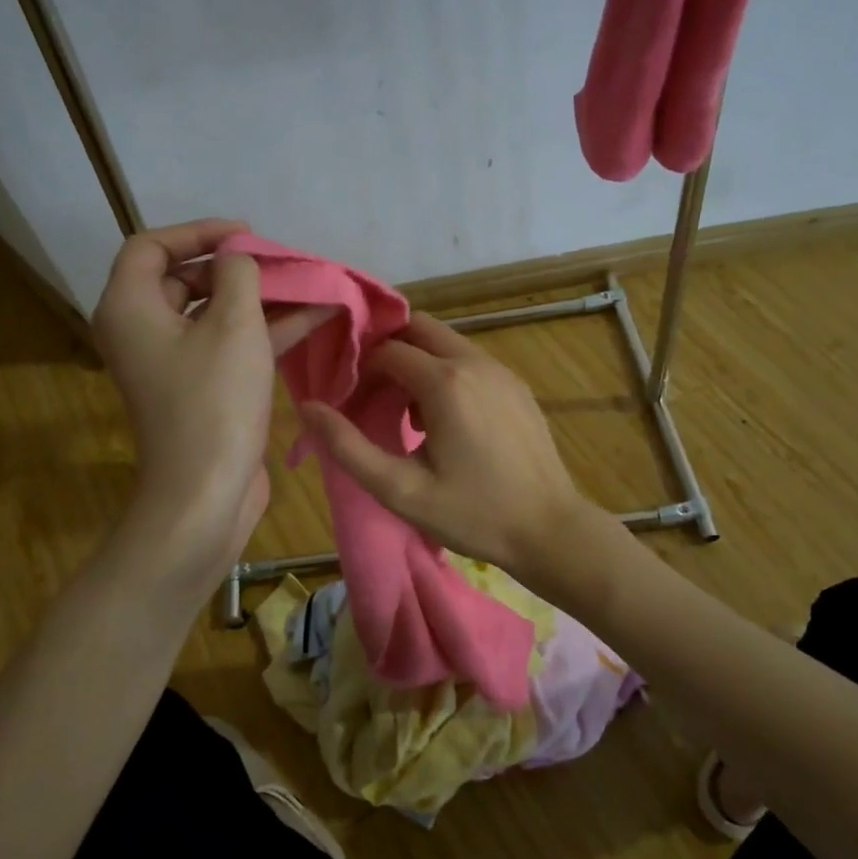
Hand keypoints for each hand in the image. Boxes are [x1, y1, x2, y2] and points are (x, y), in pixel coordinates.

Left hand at [92, 219, 328, 584]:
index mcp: (130, 307)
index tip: (248, 235)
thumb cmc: (214, 402)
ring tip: (310, 284)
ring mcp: (172, 363)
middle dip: (237, 267)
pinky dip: (264, 330)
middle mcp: (142, 331)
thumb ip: (240, 275)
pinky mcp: (199, 389)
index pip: (151, 246)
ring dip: (261, 299)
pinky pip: (228, 345)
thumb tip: (239, 260)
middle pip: (185, 279)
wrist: (206, 493)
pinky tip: (316, 317)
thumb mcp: (234, 325)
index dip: (199, 232)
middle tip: (282, 262)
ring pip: (214, 314)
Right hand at [297, 312, 591, 573]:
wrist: (549, 529)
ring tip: (404, 414)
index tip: (348, 403)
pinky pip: (470, 361)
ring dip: (417, 362)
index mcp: (445, 382)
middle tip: (371, 393)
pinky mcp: (517, 386)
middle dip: (387, 352)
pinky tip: (444, 420)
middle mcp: (475, 362)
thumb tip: (308, 408)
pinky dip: (446, 373)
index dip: (359, 371)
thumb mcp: (400, 490)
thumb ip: (347, 447)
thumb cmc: (472, 514)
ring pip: (445, 342)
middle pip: (417, 329)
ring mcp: (502, 371)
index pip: (386, 350)